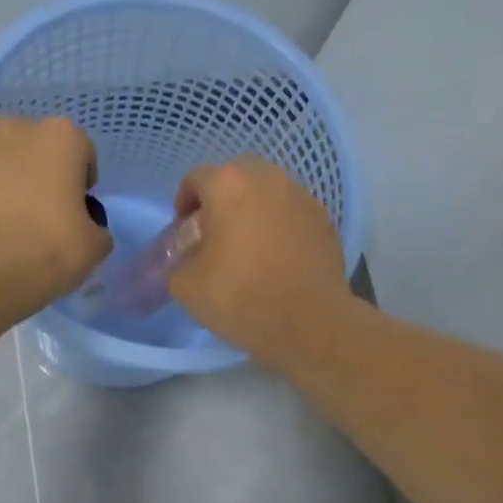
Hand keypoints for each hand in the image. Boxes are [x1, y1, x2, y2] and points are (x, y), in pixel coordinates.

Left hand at [0, 113, 111, 320]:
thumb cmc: (47, 254)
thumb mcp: (94, 248)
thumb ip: (96, 227)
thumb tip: (86, 226)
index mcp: (63, 138)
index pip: (81, 151)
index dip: (79, 180)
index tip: (73, 209)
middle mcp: (19, 125)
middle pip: (32, 138)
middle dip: (35, 164)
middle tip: (32, 206)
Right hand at [168, 157, 350, 364]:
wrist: (310, 324)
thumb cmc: (241, 298)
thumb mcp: (186, 286)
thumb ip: (177, 262)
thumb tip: (186, 258)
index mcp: (229, 185)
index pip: (196, 179)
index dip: (184, 204)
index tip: (184, 233)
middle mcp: (268, 178)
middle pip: (235, 178)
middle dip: (220, 201)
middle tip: (214, 235)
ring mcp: (302, 197)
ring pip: (268, 193)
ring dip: (253, 210)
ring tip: (247, 246)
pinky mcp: (325, 220)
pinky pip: (292, 213)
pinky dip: (280, 225)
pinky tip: (277, 257)